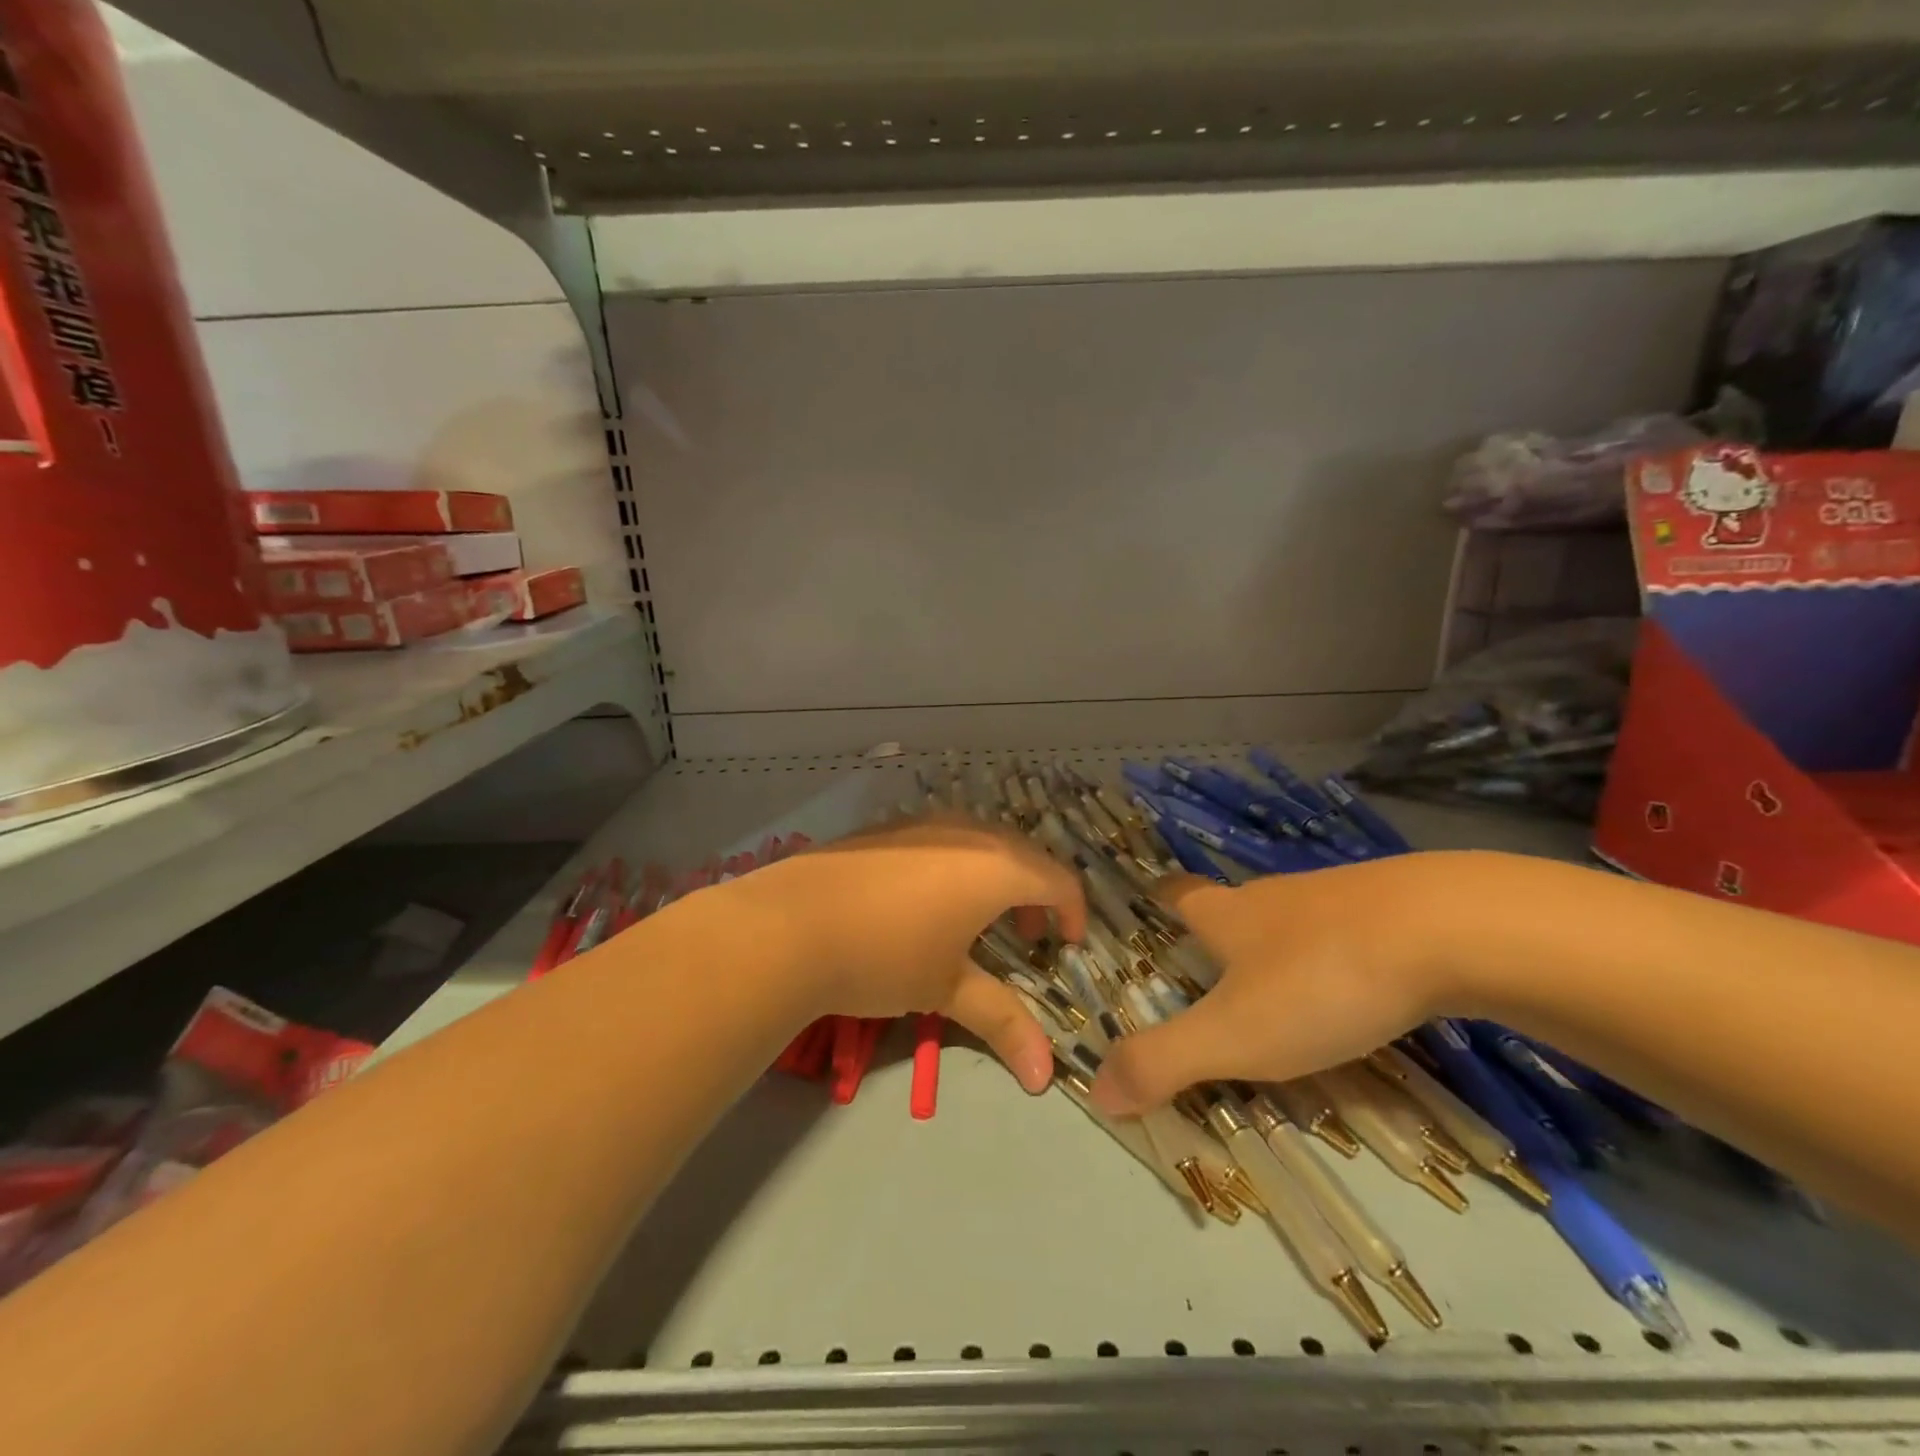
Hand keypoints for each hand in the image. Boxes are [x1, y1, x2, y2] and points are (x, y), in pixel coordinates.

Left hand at [728, 817, 1087, 1092]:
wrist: (789, 924)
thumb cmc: (885, 955)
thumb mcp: (946, 988)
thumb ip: (1002, 1021)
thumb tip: (1045, 1078)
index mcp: (997, 866)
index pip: (1058, 880)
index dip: (1072, 912)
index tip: (1066, 946)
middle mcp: (968, 831)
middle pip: (1024, 855)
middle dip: (1034, 896)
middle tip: (1023, 939)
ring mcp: (924, 823)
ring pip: (981, 842)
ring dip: (995, 877)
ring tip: (975, 921)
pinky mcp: (888, 827)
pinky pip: (944, 838)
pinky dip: (957, 865)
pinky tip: (925, 901)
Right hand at [1090, 852, 1476, 1115]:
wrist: (1451, 929)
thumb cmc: (1320, 979)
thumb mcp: (1234, 1034)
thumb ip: (1163, 1062)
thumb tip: (1096, 1091)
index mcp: (1226, 914)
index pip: (1177, 894)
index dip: (1158, 897)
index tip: (1148, 903)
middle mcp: (1272, 897)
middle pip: (1232, 907)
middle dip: (1218, 934)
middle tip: (1211, 976)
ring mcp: (1336, 897)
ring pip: (1292, 921)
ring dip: (1280, 950)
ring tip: (1284, 995)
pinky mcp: (1395, 910)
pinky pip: (1349, 931)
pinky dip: (1339, 956)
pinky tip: (1359, 990)